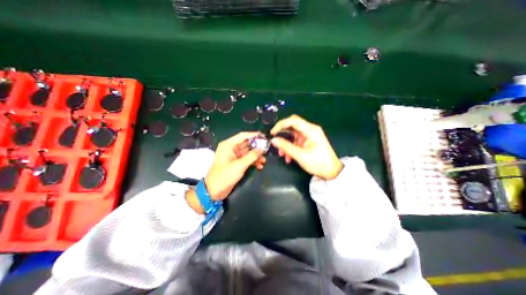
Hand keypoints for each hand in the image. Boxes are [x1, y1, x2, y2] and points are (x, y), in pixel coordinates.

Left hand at [186, 132, 267, 212]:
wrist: (214, 191)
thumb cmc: (225, 176)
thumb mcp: (240, 165)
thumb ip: (252, 156)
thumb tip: (262, 148)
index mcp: (228, 145)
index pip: (243, 136)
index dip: (254, 135)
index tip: (264, 136)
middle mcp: (231, 148)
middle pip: (246, 144)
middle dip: (257, 147)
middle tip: (267, 150)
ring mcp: (234, 156)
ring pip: (248, 152)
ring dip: (256, 156)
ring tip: (264, 161)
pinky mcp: (236, 163)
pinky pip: (246, 159)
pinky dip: (252, 162)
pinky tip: (259, 166)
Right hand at [268, 114, 343, 179]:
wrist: (331, 172)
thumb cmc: (318, 163)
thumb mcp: (300, 156)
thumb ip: (286, 147)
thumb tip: (274, 140)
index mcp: (311, 130)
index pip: (293, 120)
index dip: (281, 125)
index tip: (273, 132)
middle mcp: (310, 130)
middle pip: (292, 126)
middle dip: (282, 134)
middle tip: (275, 142)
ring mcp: (309, 135)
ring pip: (293, 134)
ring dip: (286, 143)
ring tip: (282, 154)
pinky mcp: (308, 140)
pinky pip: (296, 140)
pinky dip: (290, 146)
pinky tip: (288, 156)